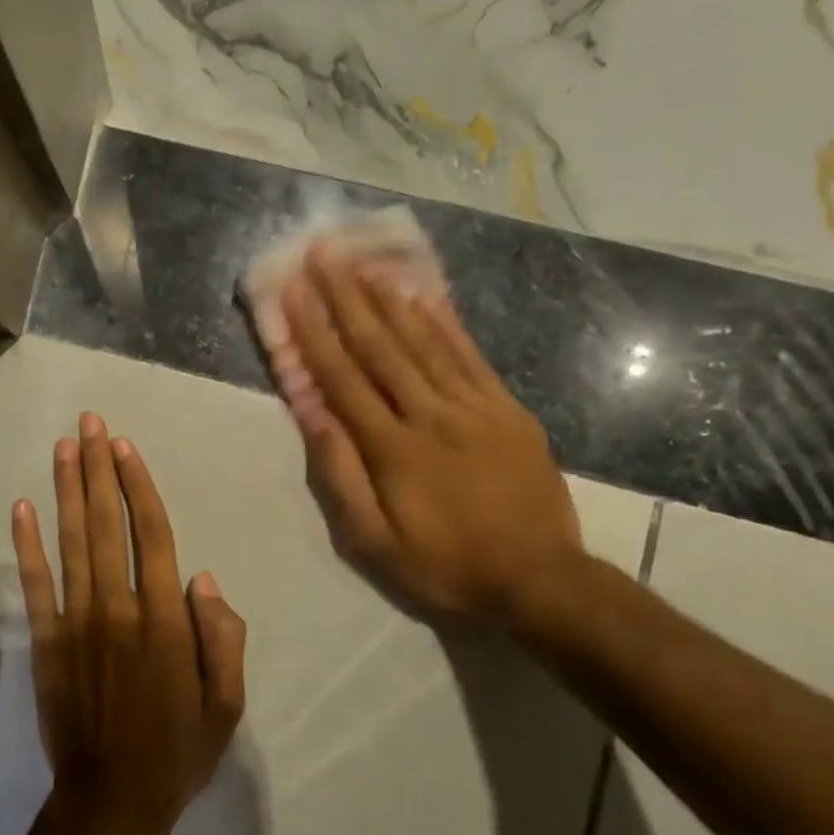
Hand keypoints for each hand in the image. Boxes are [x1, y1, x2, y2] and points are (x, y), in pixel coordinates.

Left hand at [12, 413, 247, 834]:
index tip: (125, 447)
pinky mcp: (45, 642)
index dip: (138, 486)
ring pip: (72, 542)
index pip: (153, 535)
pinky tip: (22, 506)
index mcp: (166, 621)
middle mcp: (119, 608)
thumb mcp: (226, 704)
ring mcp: (76, 623)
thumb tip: (203, 578)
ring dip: (67, 490)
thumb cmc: (177, 752)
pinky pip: (35, 585)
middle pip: (108, 524)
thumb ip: (223, 637)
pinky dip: (27, 545)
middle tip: (90, 423)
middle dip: (99, 468)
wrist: (110, 804)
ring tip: (64, 446)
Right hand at [276, 246, 584, 623]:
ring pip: (424, 341)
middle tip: (324, 254)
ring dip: (388, 298)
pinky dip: (443, 323)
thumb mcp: (374, 542)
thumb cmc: (445, 565)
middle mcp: (430, 414)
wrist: (540, 580)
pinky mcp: (507, 409)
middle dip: (346, 297)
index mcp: (393, 447)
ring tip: (364, 264)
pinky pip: (470, 356)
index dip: (315, 331)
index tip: (294, 291)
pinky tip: (424, 296)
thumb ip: (341, 475)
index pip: (343, 378)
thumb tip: (313, 415)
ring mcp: (474, 407)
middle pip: (380, 346)